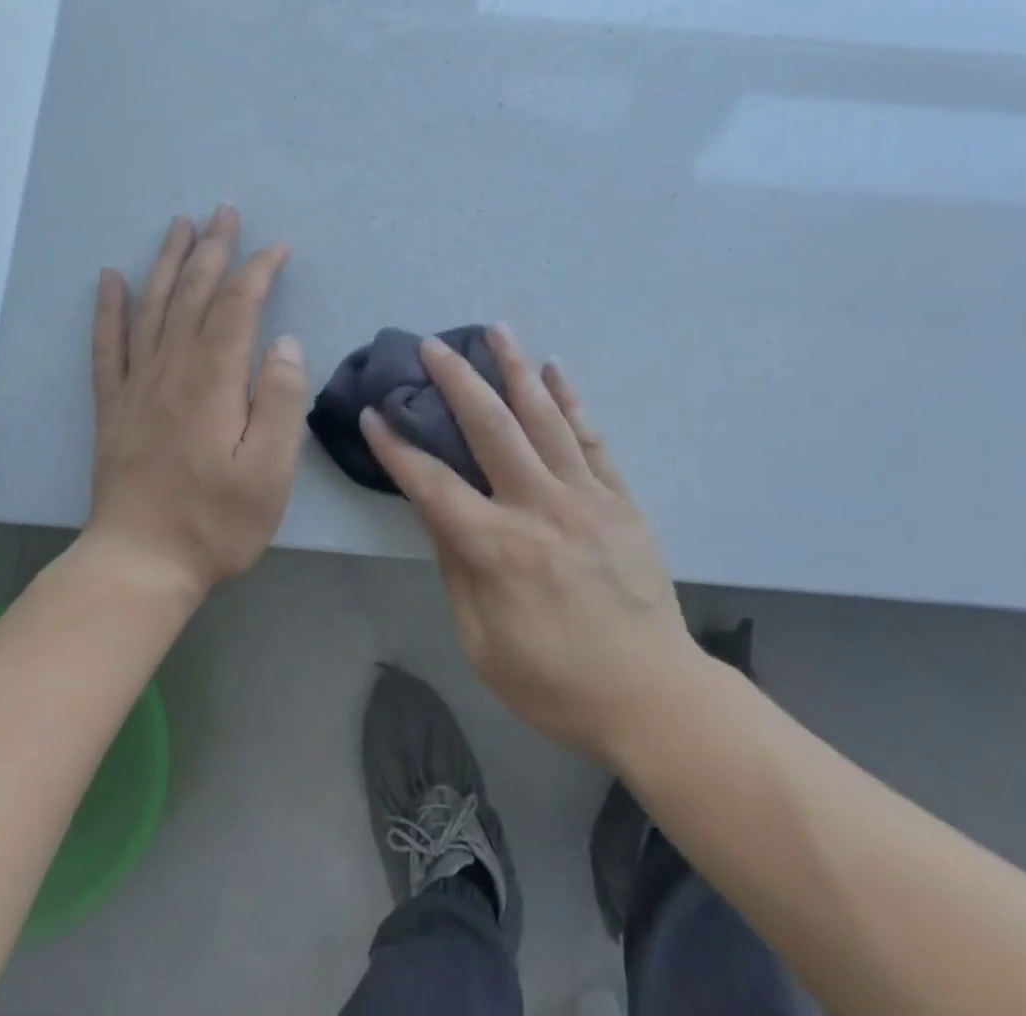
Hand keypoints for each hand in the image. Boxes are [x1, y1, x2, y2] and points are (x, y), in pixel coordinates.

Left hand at [84, 206, 307, 605]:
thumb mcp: (269, 471)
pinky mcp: (114, 408)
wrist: (139, 565)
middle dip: (211, 250)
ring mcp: (137, 388)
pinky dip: (108, 308)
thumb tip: (283, 343)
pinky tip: (110, 277)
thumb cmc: (217, 523)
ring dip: (167, 262)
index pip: (235, 309)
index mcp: (212, 384)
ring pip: (151, 308)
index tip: (276, 248)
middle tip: (224, 212)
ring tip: (180, 225)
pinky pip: (107, 346)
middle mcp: (171, 372)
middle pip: (191, 296)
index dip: (255, 272)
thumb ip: (279, 401)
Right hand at [360, 325, 696, 763]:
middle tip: (434, 346)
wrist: (652, 695)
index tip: (373, 413)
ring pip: (544, 417)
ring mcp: (584, 496)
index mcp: (495, 547)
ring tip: (496, 330)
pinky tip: (554, 371)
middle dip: (457, 381)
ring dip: (516, 370)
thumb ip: (457, 570)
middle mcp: (538, 506)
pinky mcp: (619, 499)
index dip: (397, 447)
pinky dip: (570, 400)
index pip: (432, 483)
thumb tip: (438, 514)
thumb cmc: (555, 682)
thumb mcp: (482, 642)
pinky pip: (590, 438)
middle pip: (490, 427)